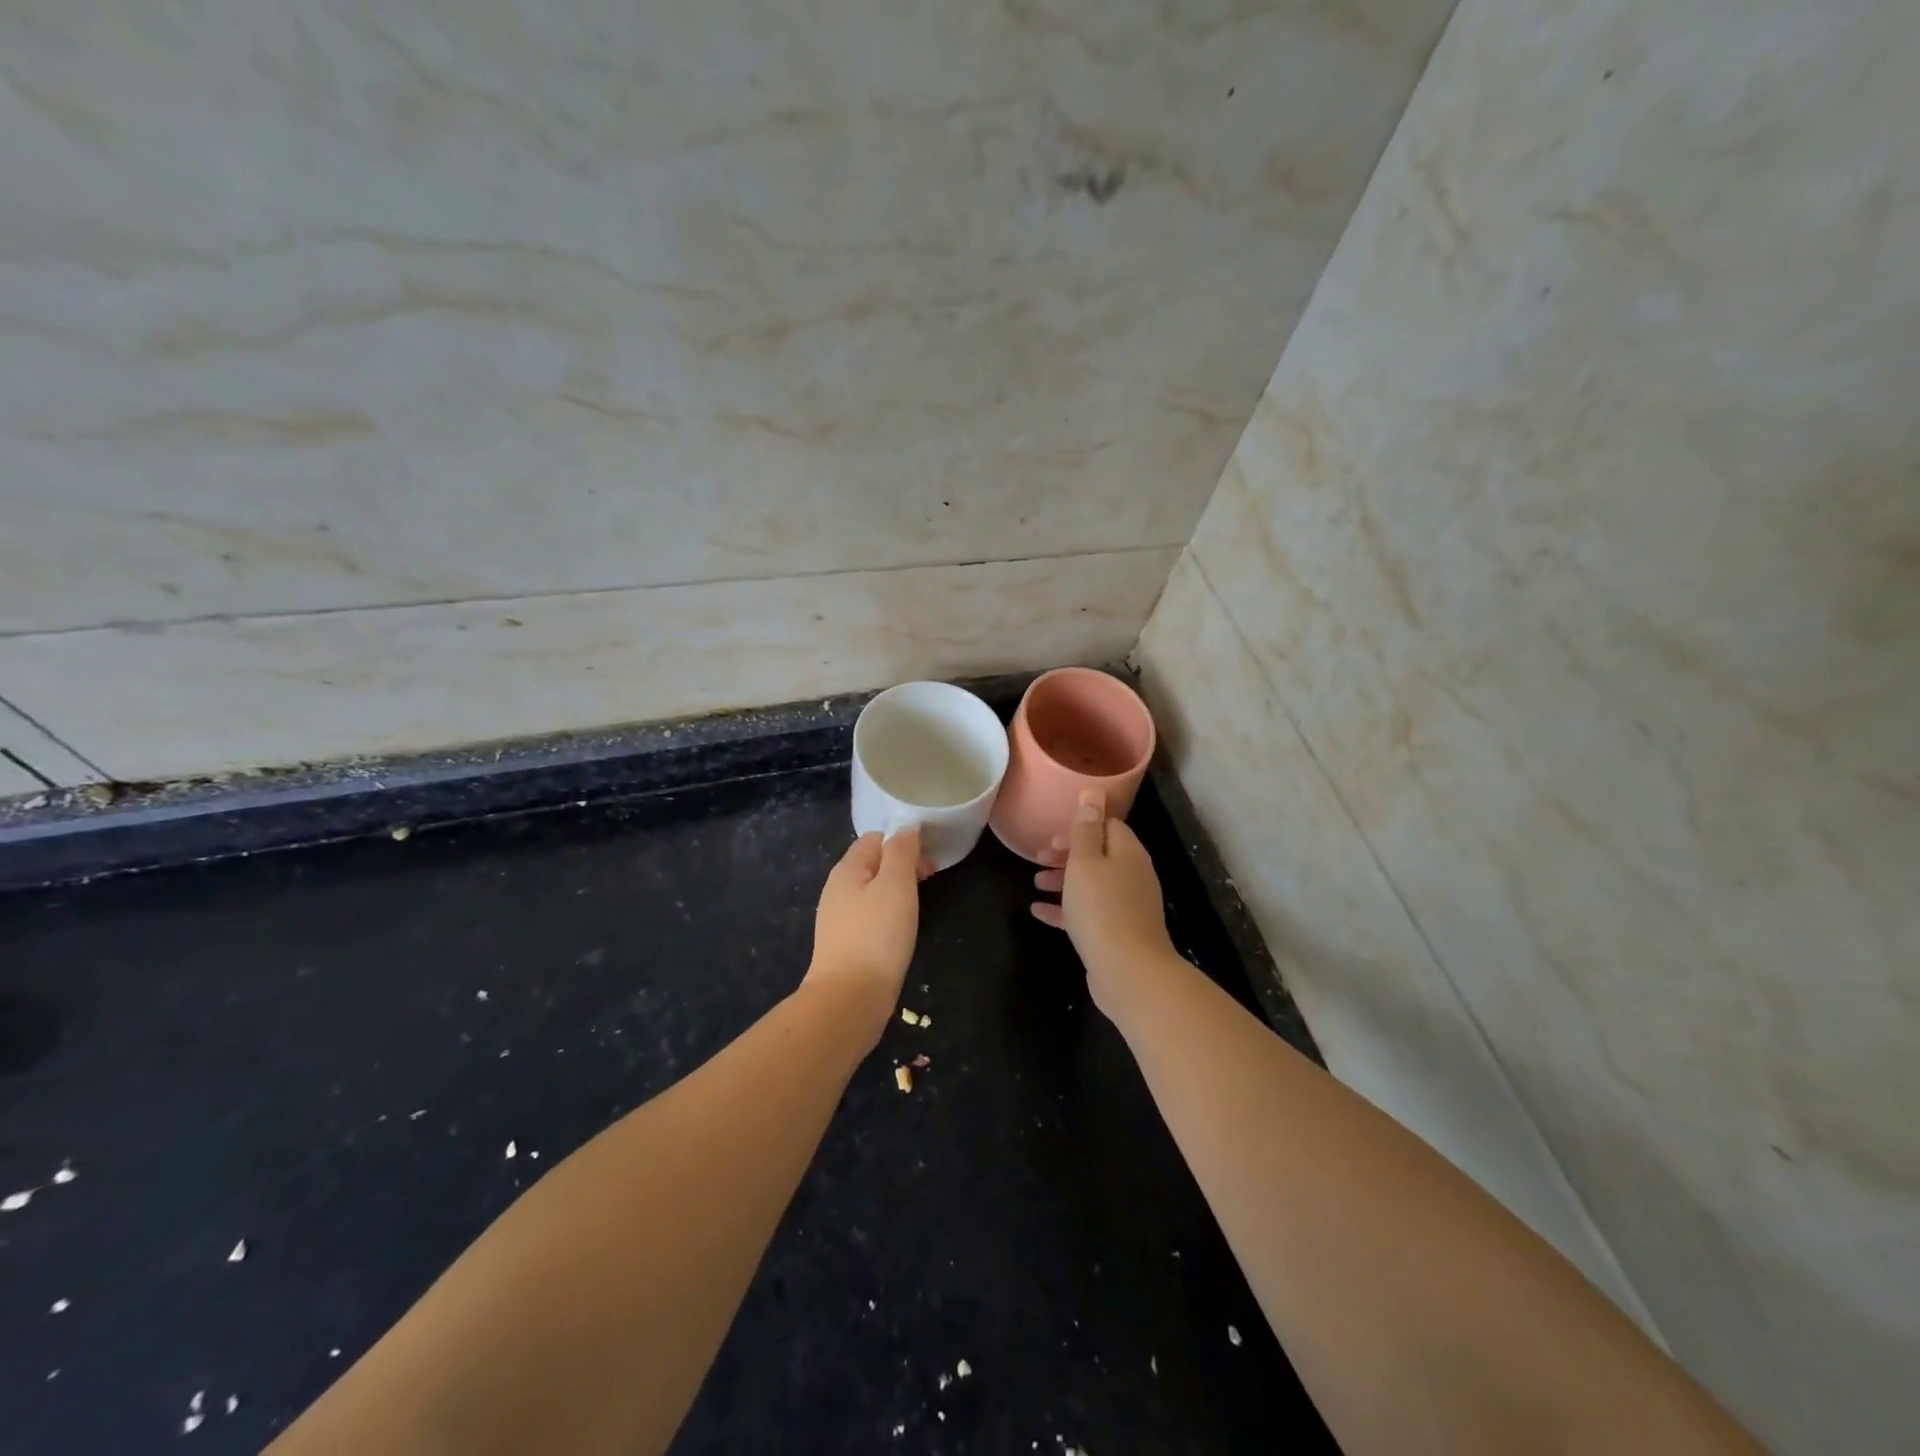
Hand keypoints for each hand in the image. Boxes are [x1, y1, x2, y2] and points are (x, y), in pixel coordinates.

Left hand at [804, 828, 931, 1041]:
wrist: (850, 998)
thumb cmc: (877, 935)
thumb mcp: (896, 885)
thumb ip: (901, 851)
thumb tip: (906, 828)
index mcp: (846, 869)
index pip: (875, 838)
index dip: (903, 842)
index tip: (928, 861)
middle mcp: (837, 889)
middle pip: (873, 864)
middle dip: (903, 866)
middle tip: (930, 881)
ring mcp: (838, 919)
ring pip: (872, 891)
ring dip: (897, 892)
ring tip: (919, 907)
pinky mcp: (845, 944)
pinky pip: (870, 917)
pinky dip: (888, 916)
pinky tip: (900, 931)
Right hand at [1031, 790, 1178, 1016]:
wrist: (1128, 971)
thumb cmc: (1102, 908)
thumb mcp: (1086, 862)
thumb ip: (1085, 828)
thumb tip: (1094, 792)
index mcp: (1128, 853)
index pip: (1108, 826)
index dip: (1080, 827)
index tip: (1053, 838)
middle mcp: (1132, 875)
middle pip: (1099, 855)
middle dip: (1067, 854)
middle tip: (1039, 858)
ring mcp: (1127, 906)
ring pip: (1092, 884)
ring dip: (1063, 880)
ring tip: (1035, 883)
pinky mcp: (1117, 933)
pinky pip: (1088, 912)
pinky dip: (1065, 909)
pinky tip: (1038, 912)